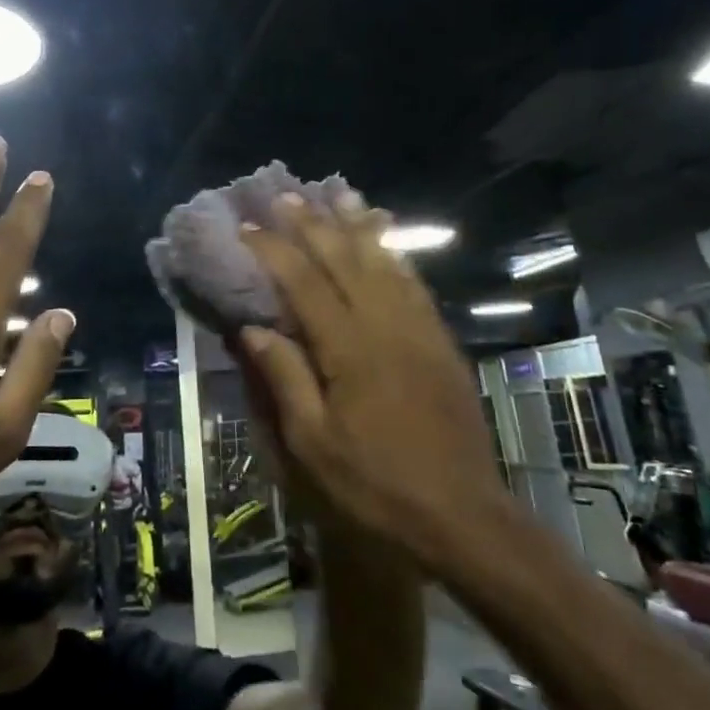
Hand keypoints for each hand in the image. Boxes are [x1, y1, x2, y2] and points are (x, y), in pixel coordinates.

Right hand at [238, 193, 509, 568]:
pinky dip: (395, 254)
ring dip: (357, 225)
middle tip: (287, 194)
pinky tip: (386, 238)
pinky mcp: (440, 343)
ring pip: (383, 262)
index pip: (304, 283)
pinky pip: (415, 284)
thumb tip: (251, 328)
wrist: (462, 516)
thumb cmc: (375, 486)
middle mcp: (384, 326)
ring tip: (338, 193)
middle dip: (312, 224)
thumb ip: (284, 379)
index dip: (273, 250)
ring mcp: (418, 330)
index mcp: (347, 350)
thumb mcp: (312, 446)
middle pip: (343, 260)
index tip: (248, 226)